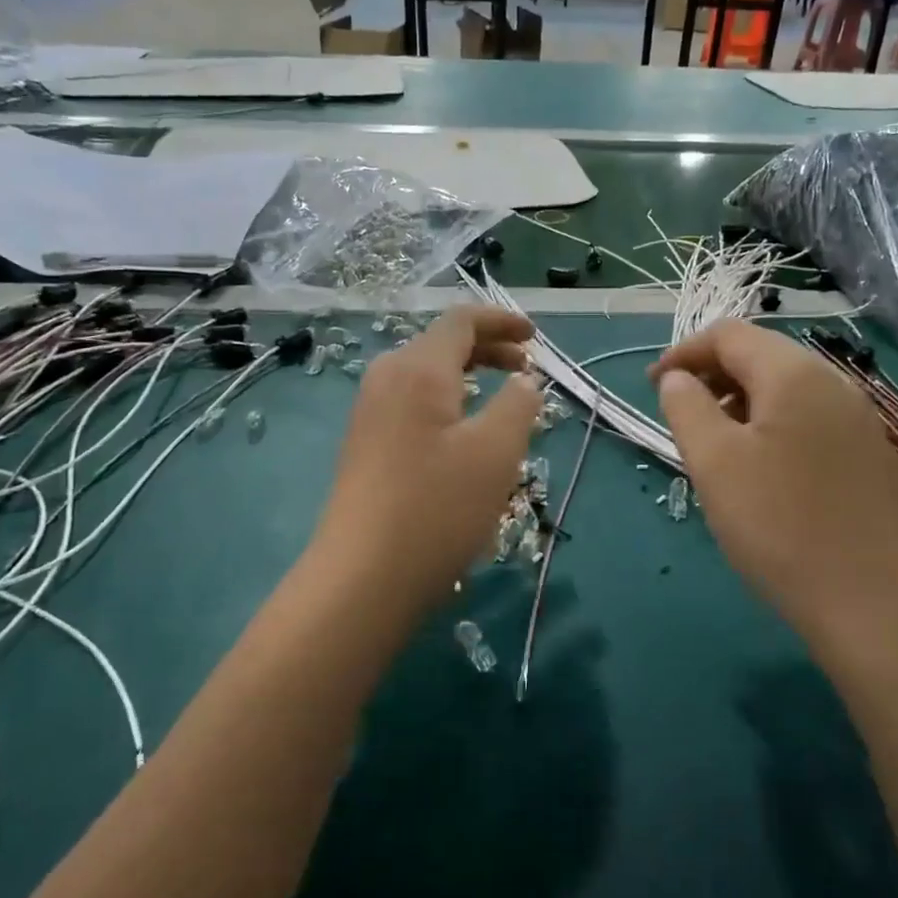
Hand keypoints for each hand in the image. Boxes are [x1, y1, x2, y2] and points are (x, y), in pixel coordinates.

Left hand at [311, 306, 541, 616]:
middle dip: (489, 350)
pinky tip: (465, 438)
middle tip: (527, 370)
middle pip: (441, 345)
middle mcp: (386, 379)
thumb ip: (518, 405)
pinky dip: (447, 403)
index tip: (535, 338)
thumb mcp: (496, 452)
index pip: (461, 321)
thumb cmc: (437, 508)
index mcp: (418, 369)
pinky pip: (413, 404)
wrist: (362, 577)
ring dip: (469, 378)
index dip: (501, 321)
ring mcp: (370, 413)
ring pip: (427, 376)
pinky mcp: (365, 444)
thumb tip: (522, 382)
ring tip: (503, 404)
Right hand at [650, 321, 897, 647]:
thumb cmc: (778, 524)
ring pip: (786, 389)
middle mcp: (833, 383)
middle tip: (682, 417)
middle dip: (712, 377)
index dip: (683, 353)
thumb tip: (678, 379)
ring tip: (716, 447)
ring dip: (741, 402)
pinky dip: (772, 425)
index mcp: (794, 374)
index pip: (728, 335)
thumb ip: (686, 406)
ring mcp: (858, 419)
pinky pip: (809, 419)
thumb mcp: (713, 461)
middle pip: (761, 356)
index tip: (653, 388)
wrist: (870, 601)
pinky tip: (761, 469)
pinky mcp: (869, 454)